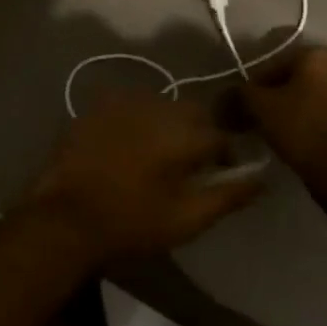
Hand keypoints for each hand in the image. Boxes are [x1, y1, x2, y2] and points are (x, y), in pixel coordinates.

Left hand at [27, 91, 261, 264]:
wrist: (64, 218)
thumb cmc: (131, 223)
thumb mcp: (187, 219)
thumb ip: (228, 195)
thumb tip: (262, 178)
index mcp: (183, 132)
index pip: (221, 134)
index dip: (225, 155)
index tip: (220, 173)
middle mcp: (156, 106)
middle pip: (192, 112)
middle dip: (198, 133)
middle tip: (188, 164)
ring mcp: (122, 102)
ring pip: (160, 105)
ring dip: (167, 124)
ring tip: (156, 154)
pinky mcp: (95, 106)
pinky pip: (129, 105)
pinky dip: (136, 120)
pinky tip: (126, 144)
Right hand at [239, 46, 326, 173]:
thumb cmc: (300, 126)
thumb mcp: (260, 106)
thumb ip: (242, 93)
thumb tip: (229, 93)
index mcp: (315, 54)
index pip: (271, 60)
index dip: (250, 82)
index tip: (239, 103)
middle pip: (291, 77)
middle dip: (270, 94)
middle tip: (252, 116)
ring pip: (306, 95)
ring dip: (288, 108)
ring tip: (270, 130)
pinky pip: (321, 111)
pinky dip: (305, 119)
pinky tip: (291, 137)